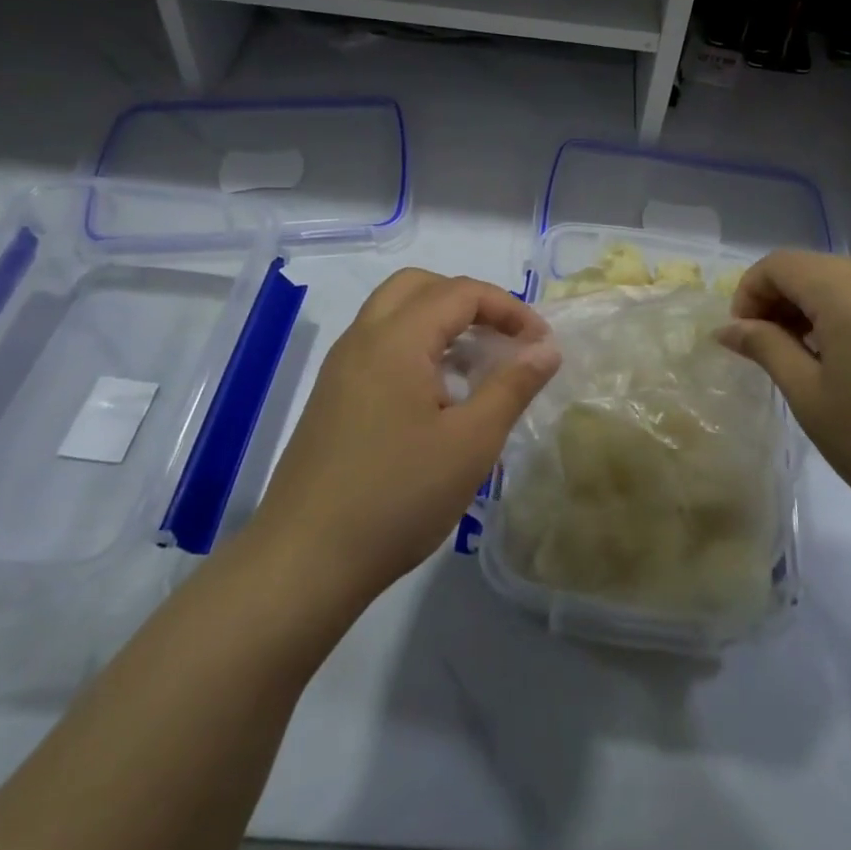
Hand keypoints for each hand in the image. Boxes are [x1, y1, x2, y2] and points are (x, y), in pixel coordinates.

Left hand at [238, 269, 559, 634]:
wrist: (304, 562)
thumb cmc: (398, 497)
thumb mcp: (472, 442)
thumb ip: (513, 385)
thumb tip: (546, 347)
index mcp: (396, 340)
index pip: (460, 292)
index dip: (509, 308)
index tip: (540, 345)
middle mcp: (362, 339)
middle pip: (419, 287)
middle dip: (469, 302)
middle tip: (502, 339)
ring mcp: (340, 368)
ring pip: (395, 314)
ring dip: (441, 323)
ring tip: (478, 367)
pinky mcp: (332, 397)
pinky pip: (379, 346)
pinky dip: (416, 348)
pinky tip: (439, 398)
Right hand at [717, 251, 850, 530]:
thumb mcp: (809, 395)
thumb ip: (765, 347)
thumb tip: (727, 328)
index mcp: (850, 292)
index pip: (780, 264)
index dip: (750, 292)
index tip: (743, 337)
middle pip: (812, 267)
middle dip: (778, 298)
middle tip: (766, 348)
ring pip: (844, 280)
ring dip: (811, 306)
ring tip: (802, 356)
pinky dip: (844, 313)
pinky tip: (845, 359)